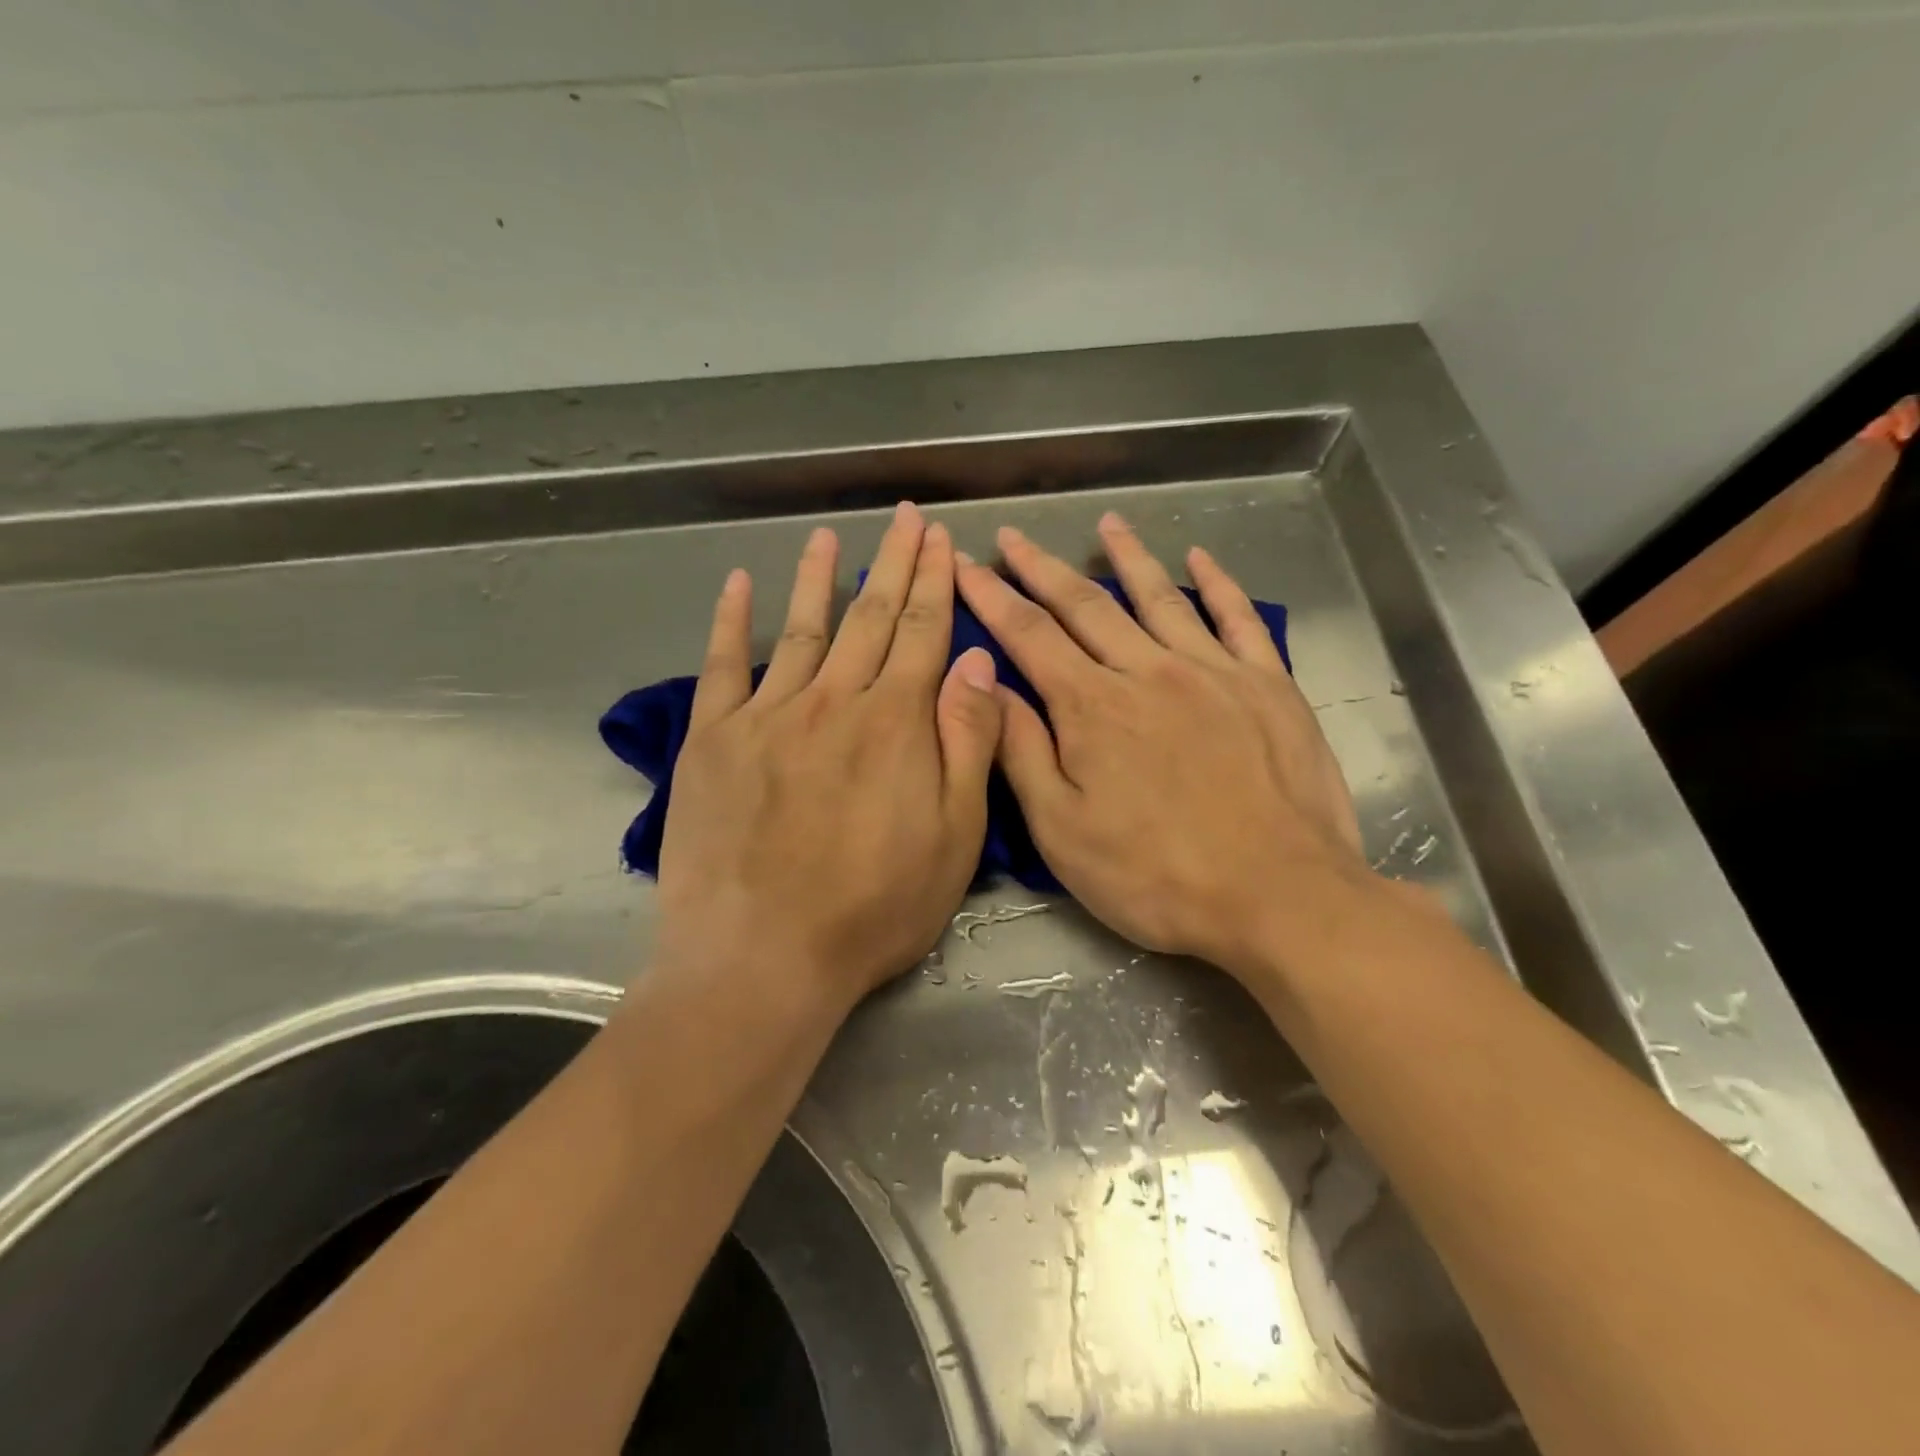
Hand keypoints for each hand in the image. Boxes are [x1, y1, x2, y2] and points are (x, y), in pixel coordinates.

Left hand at [657, 503, 1002, 1011]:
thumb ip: (968, 742)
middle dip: (893, 563)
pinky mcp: (712, 740)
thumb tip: (977, 662)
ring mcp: (767, 715)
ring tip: (829, 536)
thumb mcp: (955, 836)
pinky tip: (738, 584)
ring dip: (818, 578)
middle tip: (905, 519)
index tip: (942, 542)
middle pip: (870, 617)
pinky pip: (723, 666)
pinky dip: (730, 620)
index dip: (936, 583)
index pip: (924, 633)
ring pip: (801, 629)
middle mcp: (833, 701)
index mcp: (896, 723)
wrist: (762, 957)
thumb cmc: (875, 907)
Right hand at [953, 512, 1364, 978]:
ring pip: (1159, 597)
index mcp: (1092, 707)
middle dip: (1041, 567)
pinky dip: (1218, 583)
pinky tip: (1200, 558)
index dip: (990, 596)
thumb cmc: (1156, 876)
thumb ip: (1021, 752)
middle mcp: (1147, 671)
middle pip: (1085, 604)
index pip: (1028, 634)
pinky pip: (1238, 618)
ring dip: (1127, 556)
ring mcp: (1213, 671)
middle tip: (1014, 535)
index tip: (965, 565)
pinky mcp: (1268, 685)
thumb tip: (985, 686)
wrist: (1279, 897)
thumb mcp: (1062, 830)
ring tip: (1107, 522)